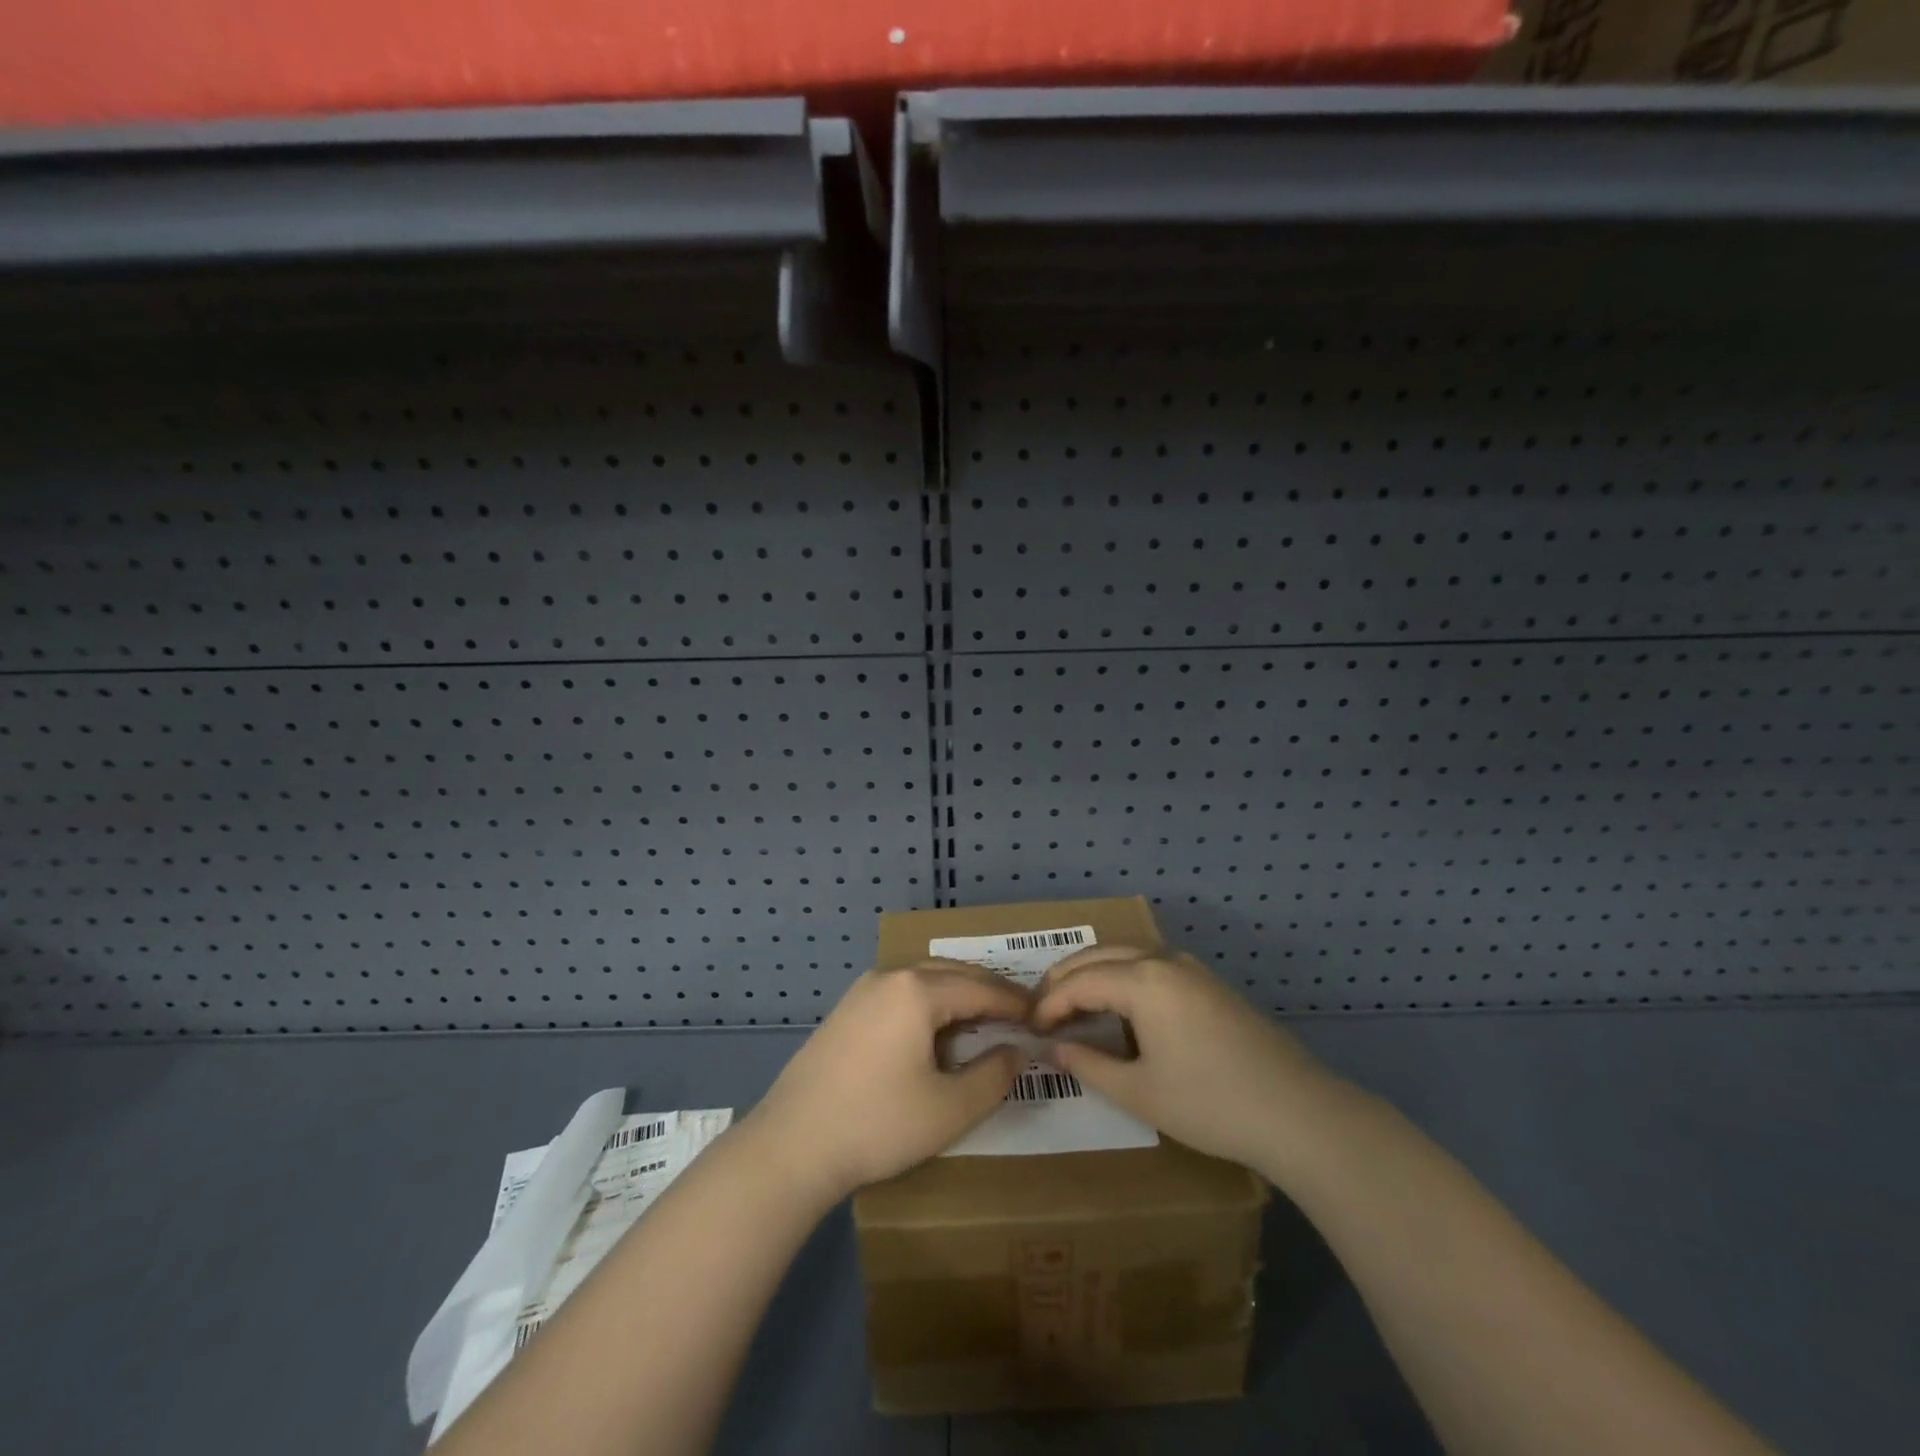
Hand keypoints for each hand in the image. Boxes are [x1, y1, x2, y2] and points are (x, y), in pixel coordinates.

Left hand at [749, 961, 1028, 1203]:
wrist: (791, 1145)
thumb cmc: (878, 1124)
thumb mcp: (949, 1109)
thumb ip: (993, 1076)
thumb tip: (1017, 1051)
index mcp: (918, 990)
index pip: (980, 987)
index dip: (1014, 1002)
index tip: (1041, 1016)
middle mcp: (890, 976)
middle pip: (952, 973)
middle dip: (988, 990)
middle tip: (1019, 1012)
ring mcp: (863, 990)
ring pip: (924, 978)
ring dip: (958, 993)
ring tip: (984, 1017)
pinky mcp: (846, 1009)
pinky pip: (901, 991)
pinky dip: (929, 1001)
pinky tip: (936, 1028)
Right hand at [1033, 945, 1339, 1174]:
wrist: (1299, 1113)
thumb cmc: (1210, 1103)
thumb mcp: (1139, 1091)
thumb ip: (1089, 1065)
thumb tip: (1053, 1049)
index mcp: (1143, 980)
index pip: (1080, 981)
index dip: (1049, 1003)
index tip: (1029, 1028)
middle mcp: (1164, 961)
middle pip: (1100, 955)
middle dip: (1066, 978)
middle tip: (1041, 1008)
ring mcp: (1192, 969)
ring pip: (1127, 956)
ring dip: (1095, 974)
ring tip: (1073, 1004)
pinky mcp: (1210, 984)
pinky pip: (1152, 967)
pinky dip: (1123, 978)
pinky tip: (1121, 1007)